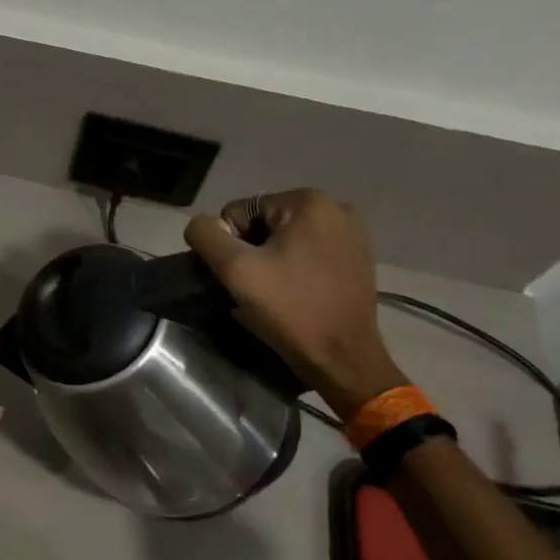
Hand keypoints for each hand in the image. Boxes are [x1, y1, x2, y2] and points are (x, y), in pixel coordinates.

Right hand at [185, 190, 405, 418]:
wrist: (342, 358)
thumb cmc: (289, 309)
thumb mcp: (235, 269)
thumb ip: (206, 235)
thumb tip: (201, 225)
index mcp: (308, 202)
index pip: (240, 211)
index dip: (230, 244)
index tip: (242, 277)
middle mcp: (336, 208)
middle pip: (265, 223)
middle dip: (253, 251)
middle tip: (256, 287)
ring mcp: (353, 234)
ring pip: (287, 239)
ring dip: (272, 261)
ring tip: (275, 293)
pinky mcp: (359, 258)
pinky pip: (310, 253)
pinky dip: (295, 269)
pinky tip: (296, 293)